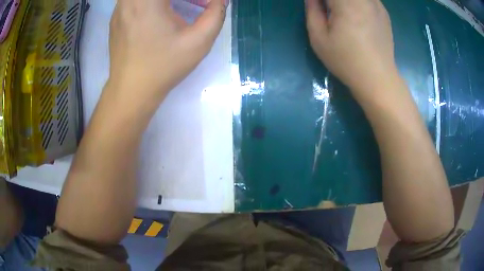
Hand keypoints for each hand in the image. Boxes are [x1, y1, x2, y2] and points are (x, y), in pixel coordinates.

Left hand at [108, 0, 225, 100]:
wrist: (131, 91)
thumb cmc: (164, 67)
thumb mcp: (198, 42)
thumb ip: (216, 14)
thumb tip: (220, 0)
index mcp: (148, 1)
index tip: (201, 4)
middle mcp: (129, 0)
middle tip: (191, 4)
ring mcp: (119, 8)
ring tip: (174, 7)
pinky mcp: (116, 17)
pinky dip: (149, 1)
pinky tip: (157, 12)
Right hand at [306, 0, 396, 95]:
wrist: (377, 78)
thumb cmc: (346, 61)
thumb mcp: (319, 38)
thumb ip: (312, 10)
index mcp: (346, 4)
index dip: (319, 0)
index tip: (317, 7)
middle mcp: (364, 0)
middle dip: (332, 1)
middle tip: (328, 10)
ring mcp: (376, 4)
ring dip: (344, 2)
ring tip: (340, 12)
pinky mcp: (383, 11)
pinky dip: (357, 2)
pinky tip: (356, 12)